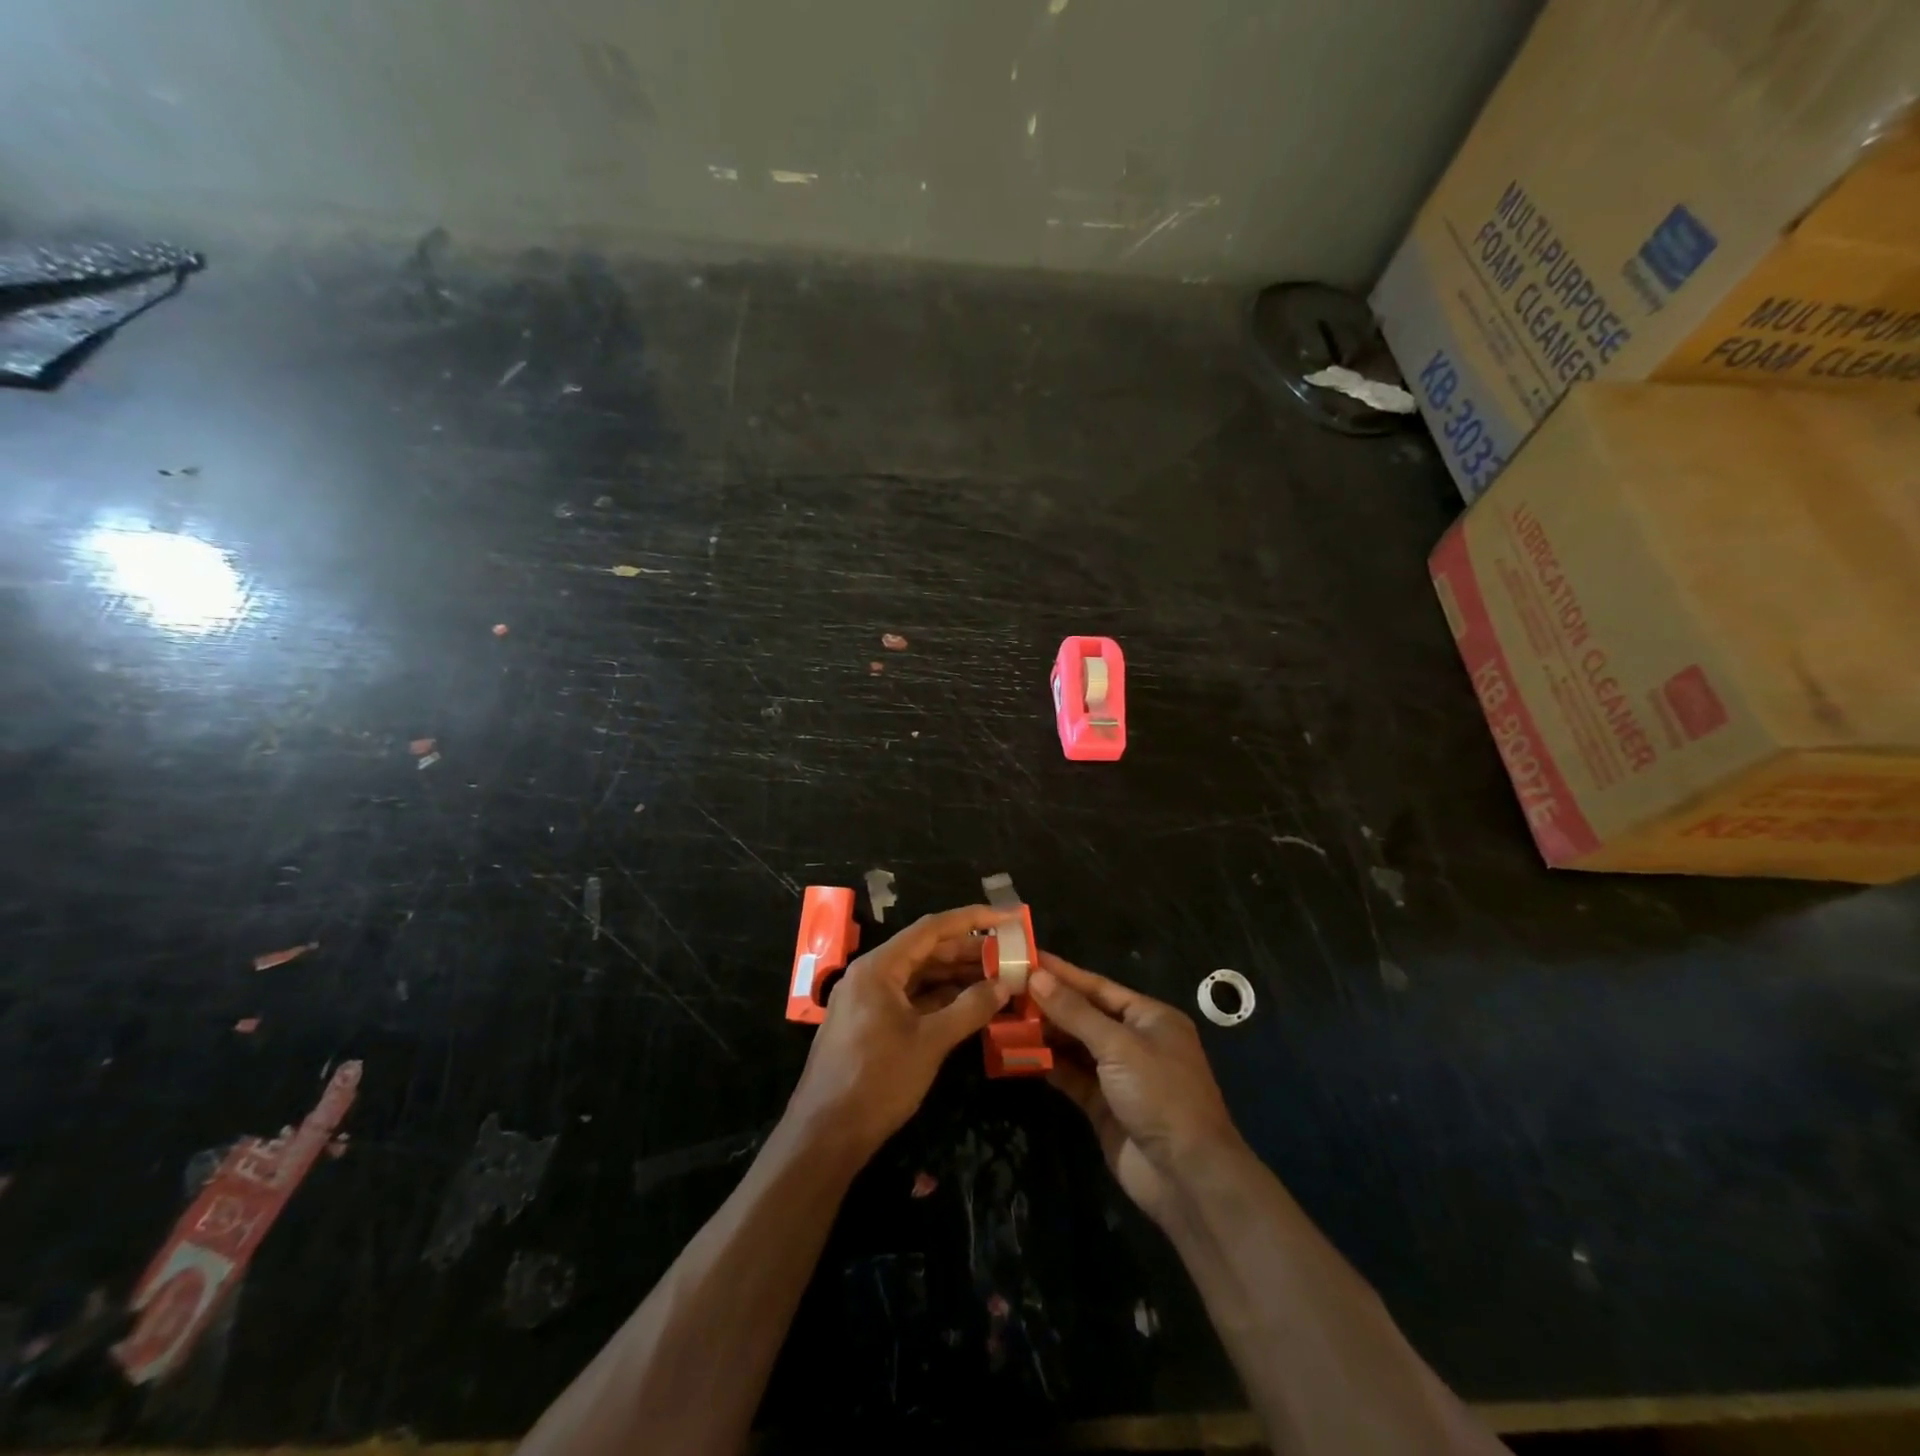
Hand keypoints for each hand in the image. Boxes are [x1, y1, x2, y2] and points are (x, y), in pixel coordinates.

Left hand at [785, 905, 1011, 1160]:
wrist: (824, 1136)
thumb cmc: (878, 1081)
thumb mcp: (930, 1042)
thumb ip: (969, 1008)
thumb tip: (1004, 985)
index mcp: (878, 967)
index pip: (931, 929)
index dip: (971, 920)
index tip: (1006, 917)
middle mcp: (870, 975)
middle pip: (926, 951)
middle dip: (968, 952)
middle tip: (1010, 954)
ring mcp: (867, 1001)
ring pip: (919, 977)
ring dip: (956, 977)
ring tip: (997, 978)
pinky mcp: (869, 1025)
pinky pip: (910, 999)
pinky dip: (940, 1000)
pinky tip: (970, 1005)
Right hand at [1030, 952, 1242, 1225]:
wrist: (1187, 1178)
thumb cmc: (1160, 1095)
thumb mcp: (1118, 1046)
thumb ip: (1075, 1012)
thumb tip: (1036, 976)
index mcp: (1150, 1017)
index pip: (1097, 986)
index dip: (1061, 973)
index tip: (1025, 958)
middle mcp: (1135, 1041)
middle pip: (1084, 1014)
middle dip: (1048, 1003)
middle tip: (1005, 989)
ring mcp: (1119, 1075)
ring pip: (1075, 1046)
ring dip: (1044, 1033)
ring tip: (1005, 1017)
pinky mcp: (1104, 1105)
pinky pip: (1071, 1076)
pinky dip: (1048, 1064)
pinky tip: (1019, 1053)